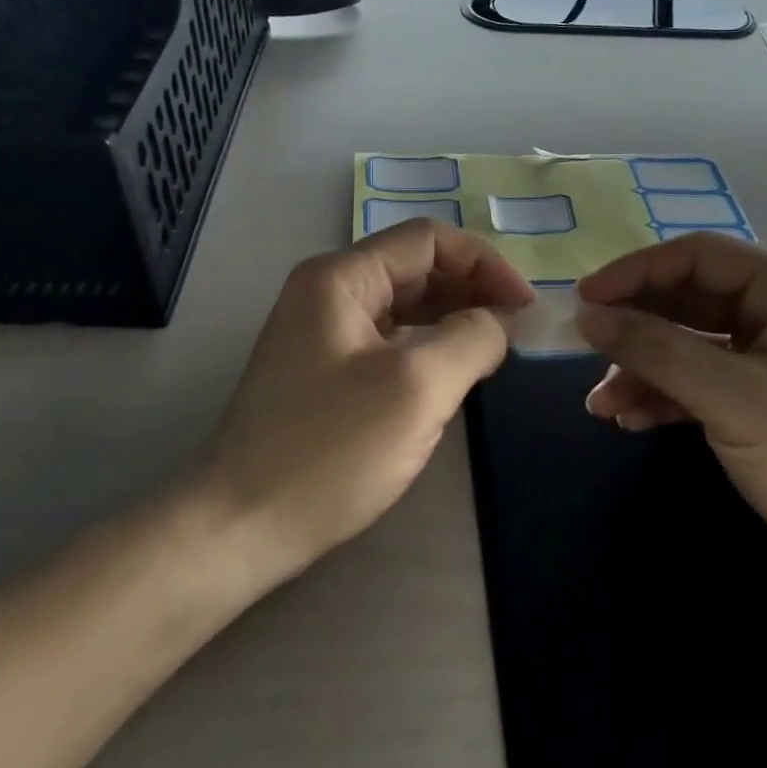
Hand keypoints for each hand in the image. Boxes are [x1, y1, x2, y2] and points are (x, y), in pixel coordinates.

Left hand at [208, 219, 533, 578]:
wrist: (241, 527)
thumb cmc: (330, 450)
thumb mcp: (417, 388)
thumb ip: (471, 339)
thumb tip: (499, 321)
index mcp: (341, 278)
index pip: (428, 241)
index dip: (485, 263)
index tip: (526, 307)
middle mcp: (328, 292)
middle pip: (416, 268)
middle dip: (472, 291)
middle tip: (518, 331)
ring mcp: (323, 332)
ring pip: (405, 306)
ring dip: (453, 319)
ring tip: (496, 350)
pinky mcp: (325, 371)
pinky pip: (390, 341)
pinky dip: (428, 347)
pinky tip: (453, 373)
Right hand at [576, 233, 766, 572]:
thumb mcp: (731, 398)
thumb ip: (656, 351)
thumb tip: (589, 317)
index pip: (696, 257)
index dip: (634, 273)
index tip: (583, 300)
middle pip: (689, 301)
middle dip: (636, 329)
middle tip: (584, 352)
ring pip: (692, 344)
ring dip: (645, 370)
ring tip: (601, 405)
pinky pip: (705, 380)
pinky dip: (668, 395)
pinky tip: (632, 419)